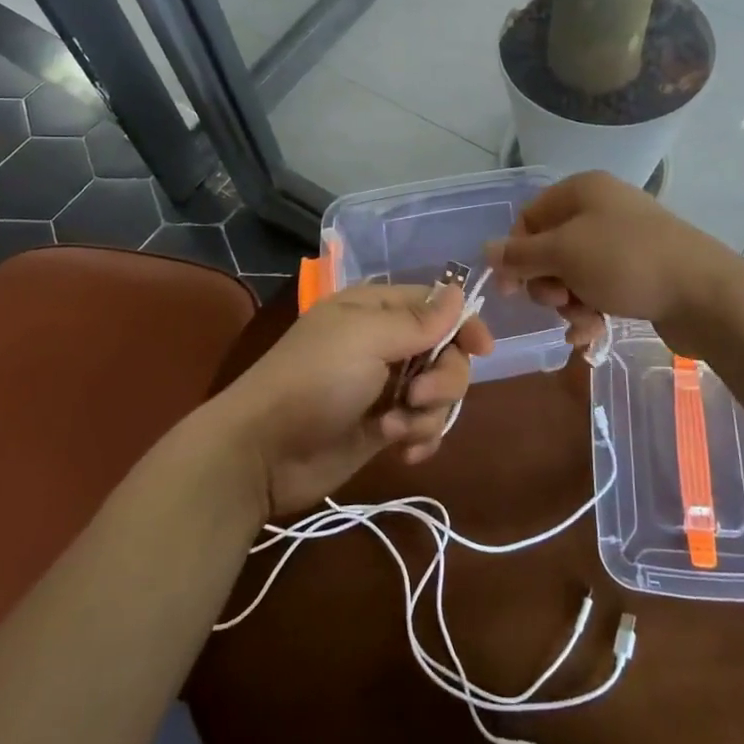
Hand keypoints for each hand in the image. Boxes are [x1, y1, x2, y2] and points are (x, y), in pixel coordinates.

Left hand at [214, 283, 493, 517]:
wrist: (262, 453)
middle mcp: (385, 344)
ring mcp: (385, 388)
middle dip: (442, 378)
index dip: (463, 324)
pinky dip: (420, 438)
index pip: (437, 306)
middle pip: (446, 353)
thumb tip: (460, 291)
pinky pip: (424, 426)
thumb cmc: (313, 381)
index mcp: (376, 310)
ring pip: (439, 394)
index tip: (482, 349)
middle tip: (416, 395)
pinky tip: (401, 452)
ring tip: (394, 430)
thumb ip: (418, 320)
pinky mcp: (383, 428)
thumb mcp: (366, 340)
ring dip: (427, 414)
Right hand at [486, 171, 739, 353]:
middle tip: (558, 301)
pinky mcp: (639, 271)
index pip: (530, 217)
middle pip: (550, 249)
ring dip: (569, 303)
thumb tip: (486, 250)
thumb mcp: (564, 254)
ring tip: (584, 322)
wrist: (704, 293)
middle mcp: (601, 208)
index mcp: (582, 190)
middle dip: (548, 283)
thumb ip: (520, 254)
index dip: (516, 252)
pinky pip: (600, 288)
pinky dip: (591, 311)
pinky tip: (592, 335)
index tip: (512, 288)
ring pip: (574, 274)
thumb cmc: (625, 262)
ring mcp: (623, 240)